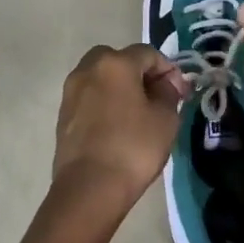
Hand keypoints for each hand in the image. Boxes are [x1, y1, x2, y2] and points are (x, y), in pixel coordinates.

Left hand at [50, 45, 190, 220]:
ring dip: (119, 86)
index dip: (168, 70)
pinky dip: (104, 102)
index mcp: (115, 63)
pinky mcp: (63, 114)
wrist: (89, 188)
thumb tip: (166, 83)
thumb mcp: (166, 119)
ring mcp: (71, 92)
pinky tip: (117, 125)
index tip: (180, 93)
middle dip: (139, 72)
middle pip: (118, 59)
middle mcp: (88, 69)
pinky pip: (89, 97)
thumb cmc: (133, 148)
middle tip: (156, 96)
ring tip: (137, 112)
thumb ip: (168, 93)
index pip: (148, 54)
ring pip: (101, 77)